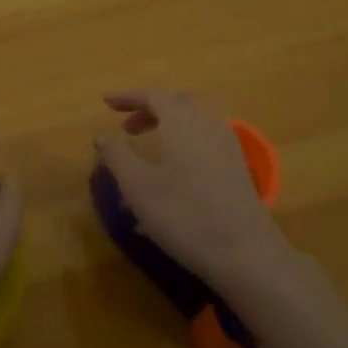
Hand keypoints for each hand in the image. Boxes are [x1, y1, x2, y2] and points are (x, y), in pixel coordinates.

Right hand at [95, 89, 289, 295]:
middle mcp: (207, 124)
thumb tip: (102, 134)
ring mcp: (226, 146)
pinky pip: (203, 143)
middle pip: (177, 104)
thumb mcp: (137, 186)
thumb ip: (116, 155)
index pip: (153, 95)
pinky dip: (183, 146)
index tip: (106, 102)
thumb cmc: (184, 214)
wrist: (244, 252)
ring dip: (167, 128)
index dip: (128, 97)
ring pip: (193, 124)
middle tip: (126, 128)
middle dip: (149, 110)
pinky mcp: (236, 168)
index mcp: (181, 121)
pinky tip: (170, 178)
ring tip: (146, 151)